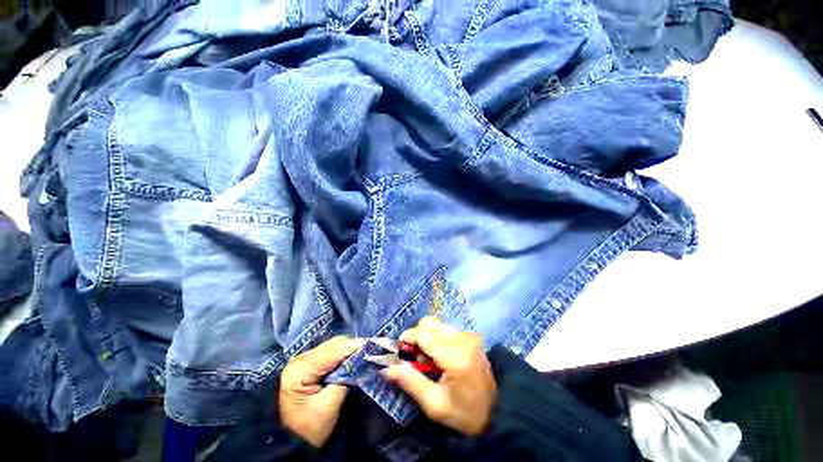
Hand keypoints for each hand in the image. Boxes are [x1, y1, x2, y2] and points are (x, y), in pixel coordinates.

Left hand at [279, 336, 364, 446]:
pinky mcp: (308, 363)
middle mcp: (299, 359)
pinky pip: (330, 351)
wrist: (290, 441)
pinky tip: (351, 357)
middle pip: (332, 345)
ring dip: (348, 349)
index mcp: (300, 370)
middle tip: (370, 350)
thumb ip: (345, 380)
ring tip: (363, 353)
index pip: (331, 353)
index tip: (370, 345)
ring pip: (332, 345)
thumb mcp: (329, 406)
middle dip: (352, 346)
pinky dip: (342, 353)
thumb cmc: (309, 429)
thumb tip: (362, 361)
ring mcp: (303, 360)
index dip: (352, 347)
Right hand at [383, 317, 495, 435]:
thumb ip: (411, 382)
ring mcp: (469, 335)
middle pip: (429, 324)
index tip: (397, 349)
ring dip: (425, 337)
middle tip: (412, 358)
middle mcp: (463, 339)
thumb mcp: (435, 405)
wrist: (497, 412)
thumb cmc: (465, 413)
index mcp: (456, 356)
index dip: (407, 338)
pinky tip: (438, 356)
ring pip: (436, 324)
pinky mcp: (470, 335)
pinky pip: (445, 329)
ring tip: (426, 360)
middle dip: (415, 336)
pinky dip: (436, 338)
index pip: (424, 335)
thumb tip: (387, 368)